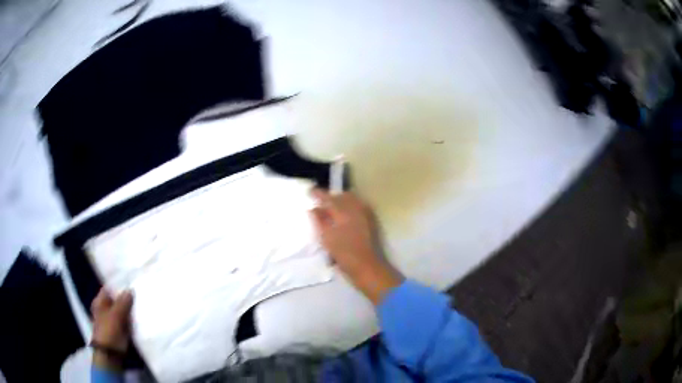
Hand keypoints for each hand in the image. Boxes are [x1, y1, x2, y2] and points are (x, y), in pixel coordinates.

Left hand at [91, 288, 133, 370]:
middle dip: (126, 298)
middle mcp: (104, 309)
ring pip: (122, 311)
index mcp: (99, 302)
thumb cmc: (109, 331)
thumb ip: (122, 302)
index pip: (109, 289)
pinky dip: (132, 319)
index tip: (130, 282)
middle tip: (138, 292)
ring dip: (130, 310)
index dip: (118, 286)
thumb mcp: (115, 315)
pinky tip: (140, 316)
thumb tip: (130, 290)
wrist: (110, 354)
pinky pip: (126, 321)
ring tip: (141, 303)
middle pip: (116, 300)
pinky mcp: (120, 330)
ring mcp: (112, 320)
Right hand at [310, 188, 401, 304]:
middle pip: (342, 196)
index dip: (319, 193)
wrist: (368, 267)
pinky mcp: (371, 222)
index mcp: (343, 211)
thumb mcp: (326, 238)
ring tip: (332, 208)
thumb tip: (314, 208)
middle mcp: (356, 208)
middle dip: (331, 196)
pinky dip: (350, 206)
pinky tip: (345, 215)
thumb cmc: (344, 254)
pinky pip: (359, 206)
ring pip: (352, 200)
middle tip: (321, 201)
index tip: (310, 191)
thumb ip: (320, 221)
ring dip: (341, 201)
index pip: (328, 198)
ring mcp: (365, 214)